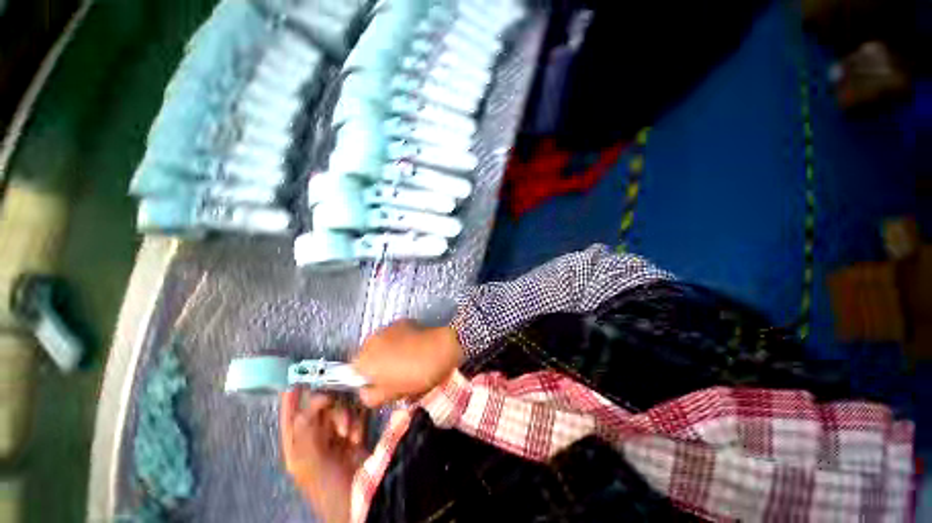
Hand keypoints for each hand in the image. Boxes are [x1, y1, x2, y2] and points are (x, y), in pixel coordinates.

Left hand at [280, 389, 368, 522]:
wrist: (360, 499)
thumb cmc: (328, 485)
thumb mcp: (310, 461)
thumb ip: (306, 430)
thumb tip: (309, 403)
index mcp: (299, 450)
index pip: (291, 421)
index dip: (290, 404)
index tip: (294, 385)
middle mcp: (316, 442)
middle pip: (319, 412)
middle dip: (329, 411)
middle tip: (336, 414)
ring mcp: (337, 440)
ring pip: (339, 413)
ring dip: (346, 419)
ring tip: (350, 435)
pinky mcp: (355, 437)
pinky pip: (356, 418)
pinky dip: (358, 421)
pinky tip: (358, 435)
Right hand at [352, 319, 462, 407]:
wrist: (442, 348)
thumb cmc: (417, 375)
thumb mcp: (392, 394)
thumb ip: (371, 396)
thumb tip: (365, 391)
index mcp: (364, 360)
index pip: (352, 372)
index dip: (364, 379)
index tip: (380, 384)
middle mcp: (370, 340)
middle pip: (366, 355)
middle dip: (376, 364)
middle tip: (394, 374)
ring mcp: (386, 327)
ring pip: (380, 344)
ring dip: (387, 351)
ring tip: (406, 360)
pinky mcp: (401, 321)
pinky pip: (393, 334)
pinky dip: (398, 340)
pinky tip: (413, 347)